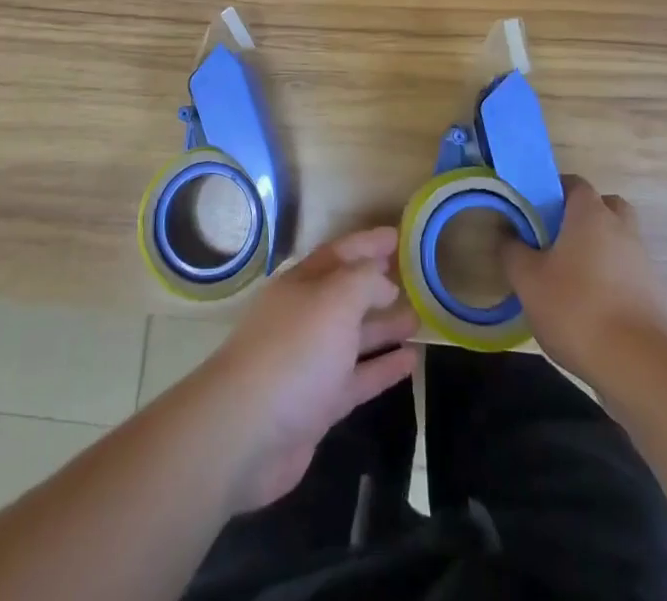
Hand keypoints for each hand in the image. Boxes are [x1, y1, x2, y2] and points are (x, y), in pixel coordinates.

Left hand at [195, 228, 418, 511]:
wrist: (247, 432)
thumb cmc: (294, 351)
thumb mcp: (334, 300)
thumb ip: (363, 282)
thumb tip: (383, 280)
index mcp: (301, 284)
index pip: (339, 253)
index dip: (368, 243)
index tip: (398, 236)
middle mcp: (304, 317)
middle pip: (345, 294)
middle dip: (377, 285)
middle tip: (415, 279)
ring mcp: (310, 362)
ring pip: (353, 337)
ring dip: (384, 327)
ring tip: (419, 319)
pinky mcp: (317, 404)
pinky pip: (357, 378)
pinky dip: (382, 368)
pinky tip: (411, 362)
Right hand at [504, 175, 666, 382]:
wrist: (640, 367)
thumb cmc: (577, 309)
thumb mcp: (528, 280)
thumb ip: (512, 251)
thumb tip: (507, 234)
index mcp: (591, 214)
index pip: (574, 183)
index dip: (553, 190)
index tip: (533, 210)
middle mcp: (622, 229)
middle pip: (604, 207)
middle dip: (582, 216)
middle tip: (555, 237)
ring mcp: (643, 262)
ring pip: (617, 240)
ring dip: (597, 250)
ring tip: (568, 276)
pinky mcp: (654, 295)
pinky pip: (627, 272)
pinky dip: (610, 279)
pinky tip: (589, 306)